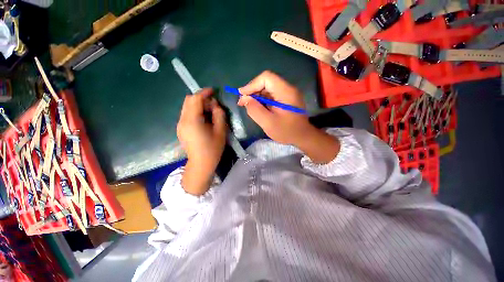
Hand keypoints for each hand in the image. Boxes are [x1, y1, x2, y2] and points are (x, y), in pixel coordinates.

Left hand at [177, 88, 226, 194]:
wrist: (201, 164)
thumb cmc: (213, 149)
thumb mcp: (220, 131)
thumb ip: (219, 115)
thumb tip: (215, 105)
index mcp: (192, 121)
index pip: (195, 99)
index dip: (204, 93)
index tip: (213, 91)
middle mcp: (182, 120)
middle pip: (188, 101)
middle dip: (201, 99)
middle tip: (213, 105)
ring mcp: (180, 125)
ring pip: (187, 107)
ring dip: (198, 105)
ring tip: (210, 113)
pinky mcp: (181, 129)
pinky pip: (187, 114)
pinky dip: (195, 112)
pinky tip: (204, 120)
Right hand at [237, 70, 312, 144]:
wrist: (303, 137)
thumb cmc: (287, 131)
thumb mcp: (268, 123)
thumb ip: (255, 110)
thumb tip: (245, 99)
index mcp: (285, 91)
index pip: (266, 78)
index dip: (252, 84)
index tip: (242, 95)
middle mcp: (287, 89)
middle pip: (266, 83)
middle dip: (253, 91)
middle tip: (243, 103)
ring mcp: (287, 94)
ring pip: (268, 89)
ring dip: (257, 96)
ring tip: (248, 106)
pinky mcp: (286, 100)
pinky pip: (271, 96)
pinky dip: (262, 100)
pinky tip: (257, 108)